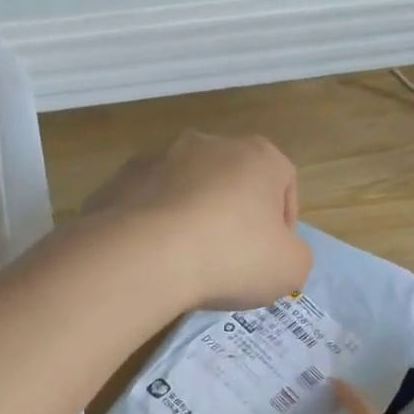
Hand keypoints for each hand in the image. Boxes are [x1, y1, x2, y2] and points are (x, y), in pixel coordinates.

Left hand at [83, 131, 311, 310]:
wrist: (142, 256)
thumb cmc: (231, 256)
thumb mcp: (290, 269)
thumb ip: (294, 254)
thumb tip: (278, 253)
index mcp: (258, 156)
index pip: (284, 181)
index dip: (283, 221)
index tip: (272, 254)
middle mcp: (209, 144)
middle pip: (232, 180)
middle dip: (235, 214)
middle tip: (231, 258)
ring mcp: (159, 157)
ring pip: (187, 187)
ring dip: (192, 215)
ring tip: (186, 259)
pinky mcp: (119, 178)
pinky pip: (148, 203)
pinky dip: (154, 224)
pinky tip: (152, 257)